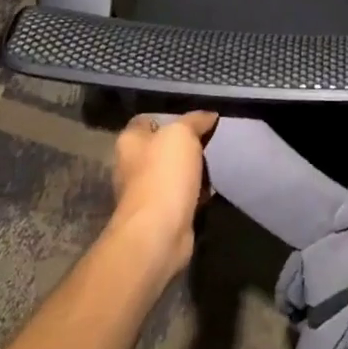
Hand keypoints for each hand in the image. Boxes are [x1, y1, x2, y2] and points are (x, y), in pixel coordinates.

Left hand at [109, 110, 216, 275]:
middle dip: (185, 145)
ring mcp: (145, 193)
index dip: (170, 117)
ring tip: (217, 161)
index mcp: (129, 141)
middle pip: (162, 147)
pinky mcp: (161, 215)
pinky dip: (197, 193)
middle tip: (211, 139)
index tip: (195, 119)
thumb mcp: (182, 134)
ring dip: (193, 170)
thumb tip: (209, 115)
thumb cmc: (164, 174)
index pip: (147, 120)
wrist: (159, 232)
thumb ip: (195, 120)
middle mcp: (132, 166)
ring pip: (174, 172)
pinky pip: (182, 196)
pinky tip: (214, 187)